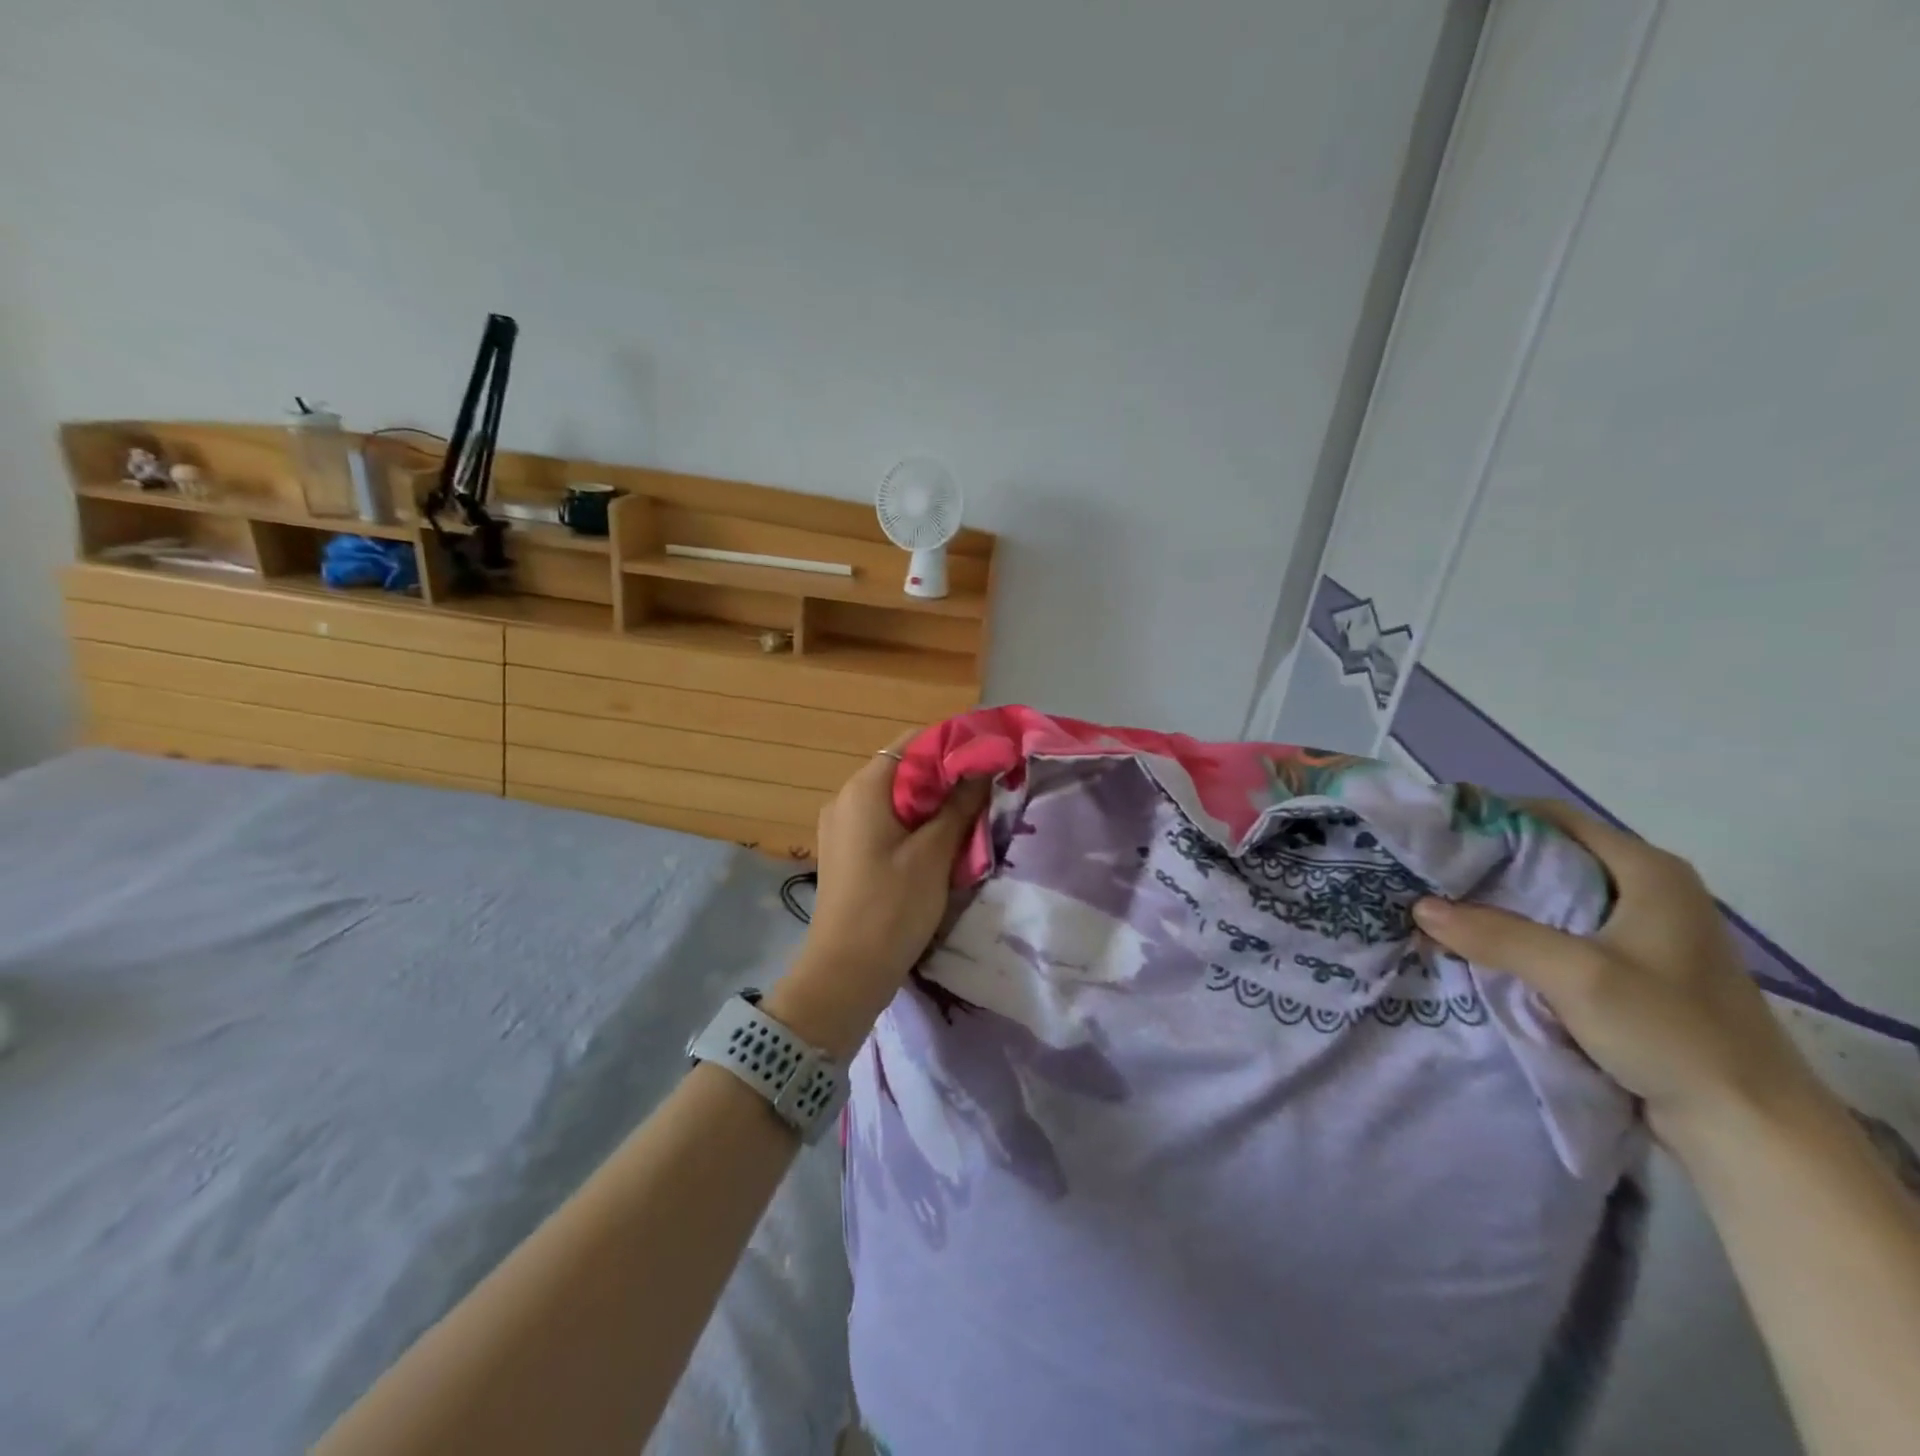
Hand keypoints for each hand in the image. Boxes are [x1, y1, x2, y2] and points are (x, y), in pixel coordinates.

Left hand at [769, 732, 987, 1056]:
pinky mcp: (846, 851)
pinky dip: (913, 823)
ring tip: (970, 815)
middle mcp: (846, 798)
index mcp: (864, 789)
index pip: (912, 743)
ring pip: (895, 798)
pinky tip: (940, 842)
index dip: (952, 745)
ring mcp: (841, 826)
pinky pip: (884, 822)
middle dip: (945, 776)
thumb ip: (959, 804)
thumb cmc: (892, 907)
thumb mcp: (934, 853)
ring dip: (931, 802)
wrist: (846, 973)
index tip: (989, 758)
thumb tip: (982, 766)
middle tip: (986, 790)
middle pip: (902, 769)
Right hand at [1411, 800, 1826, 1159]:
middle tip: (1426, 875)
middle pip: (1548, 856)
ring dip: (1497, 903)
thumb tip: (1420, 905)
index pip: (1552, 818)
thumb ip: (1497, 935)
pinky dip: (1518, 934)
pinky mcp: (1633, 969)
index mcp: (1647, 871)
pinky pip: (1559, 933)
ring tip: (1439, 909)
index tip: (1435, 835)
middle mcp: (1647, 889)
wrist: (1751, 1128)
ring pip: (1550, 897)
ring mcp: (1642, 932)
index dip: (1490, 820)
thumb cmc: (1673, 1033)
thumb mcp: (1577, 976)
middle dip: (1485, 865)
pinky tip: (1479, 947)